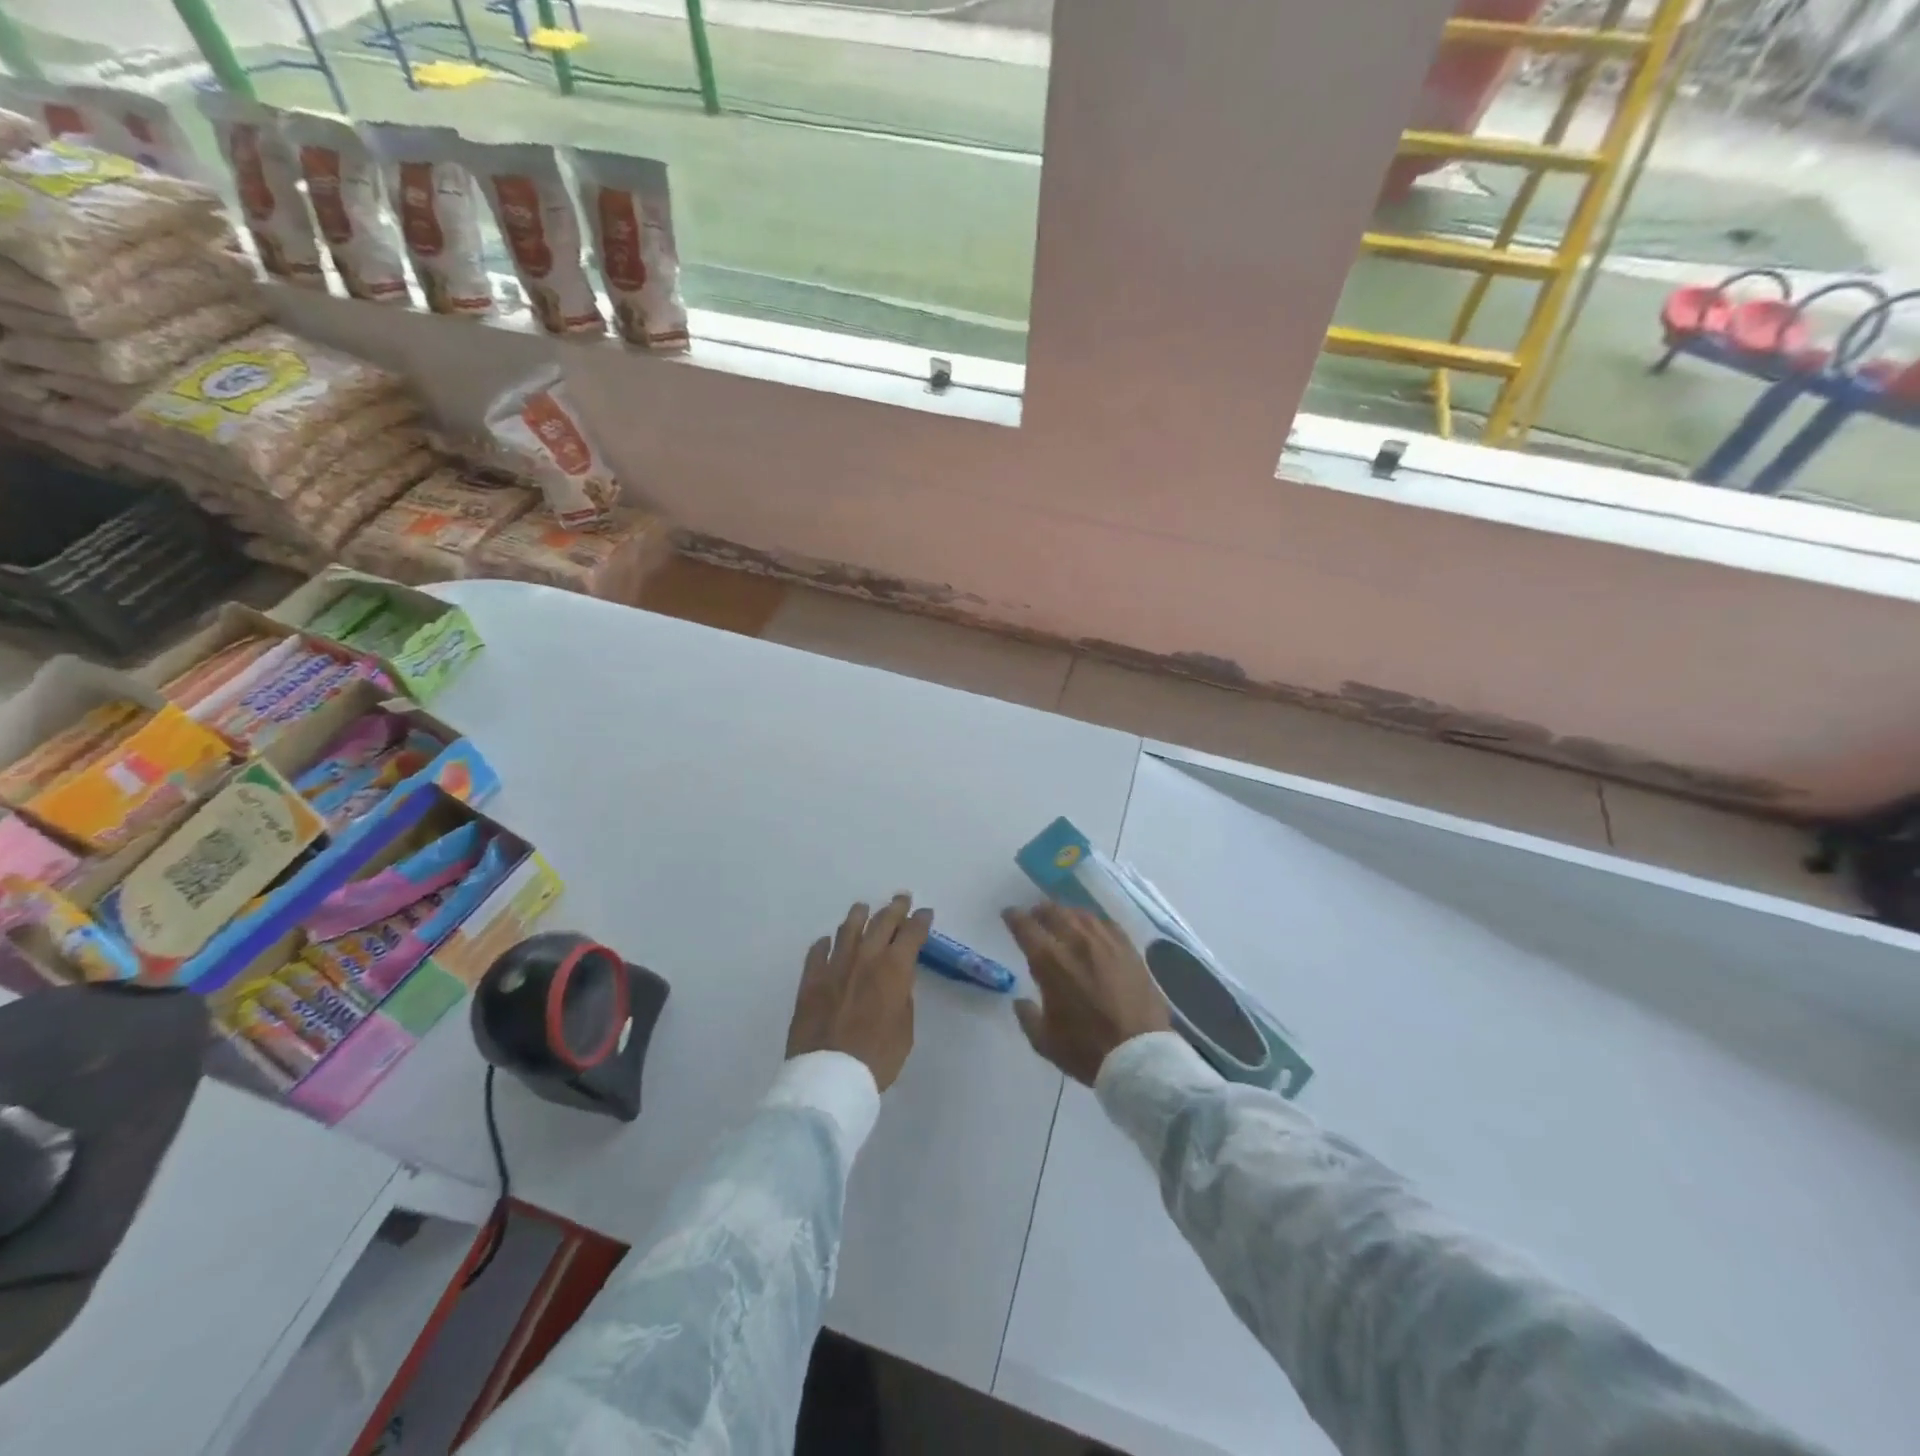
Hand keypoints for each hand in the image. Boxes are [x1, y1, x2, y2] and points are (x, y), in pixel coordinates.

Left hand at [787, 894, 932, 1092]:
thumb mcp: (905, 1030)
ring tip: (863, 908)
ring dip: (859, 916)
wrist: (829, 1075)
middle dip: (894, 908)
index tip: (925, 913)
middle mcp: (865, 959)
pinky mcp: (810, 980)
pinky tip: (826, 941)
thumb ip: (902, 998)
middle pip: (881, 923)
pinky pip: (817, 953)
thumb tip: (898, 981)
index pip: (911, 934)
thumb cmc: (877, 1057)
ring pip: (848, 930)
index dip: (920, 921)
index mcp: (893, 970)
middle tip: (901, 899)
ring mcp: (834, 966)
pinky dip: (824, 944)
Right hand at [1003, 903, 1170, 1085]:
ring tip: (1063, 918)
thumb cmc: (1087, 1050)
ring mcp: (1106, 943)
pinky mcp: (1129, 950)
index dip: (1014, 917)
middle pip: (1054, 912)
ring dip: (1067, 913)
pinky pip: (1107, 924)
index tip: (1009, 914)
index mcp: (1050, 962)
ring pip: (1081, 914)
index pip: (1026, 927)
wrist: (1139, 1055)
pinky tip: (1093, 929)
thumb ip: (1027, 1017)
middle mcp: (1076, 943)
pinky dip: (1094, 922)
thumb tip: (1020, 1001)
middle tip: (1035, 915)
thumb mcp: (1045, 1042)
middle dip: (1040, 910)